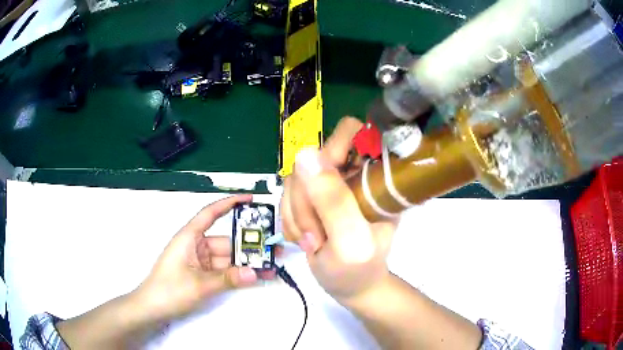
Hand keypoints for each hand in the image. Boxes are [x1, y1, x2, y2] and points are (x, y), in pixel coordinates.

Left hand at [135, 195, 273, 321]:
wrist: (152, 309)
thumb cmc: (169, 290)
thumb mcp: (199, 285)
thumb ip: (228, 279)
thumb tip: (255, 273)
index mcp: (189, 237)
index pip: (211, 213)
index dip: (230, 203)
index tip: (250, 199)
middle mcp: (196, 246)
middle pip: (226, 241)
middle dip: (249, 245)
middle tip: (274, 249)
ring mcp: (200, 262)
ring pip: (228, 258)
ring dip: (246, 263)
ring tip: (271, 266)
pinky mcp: (203, 275)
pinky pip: (224, 271)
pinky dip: (238, 274)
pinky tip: (256, 277)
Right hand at [280, 117, 396, 300]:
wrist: (348, 287)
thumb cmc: (358, 269)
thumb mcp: (350, 241)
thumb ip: (333, 201)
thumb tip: (305, 154)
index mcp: (375, 176)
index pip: (352, 132)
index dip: (333, 150)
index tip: (324, 186)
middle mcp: (352, 172)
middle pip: (313, 157)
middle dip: (306, 199)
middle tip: (317, 235)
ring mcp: (330, 183)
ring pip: (296, 177)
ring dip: (296, 213)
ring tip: (312, 241)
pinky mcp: (312, 196)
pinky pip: (287, 194)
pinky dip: (290, 219)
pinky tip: (304, 238)